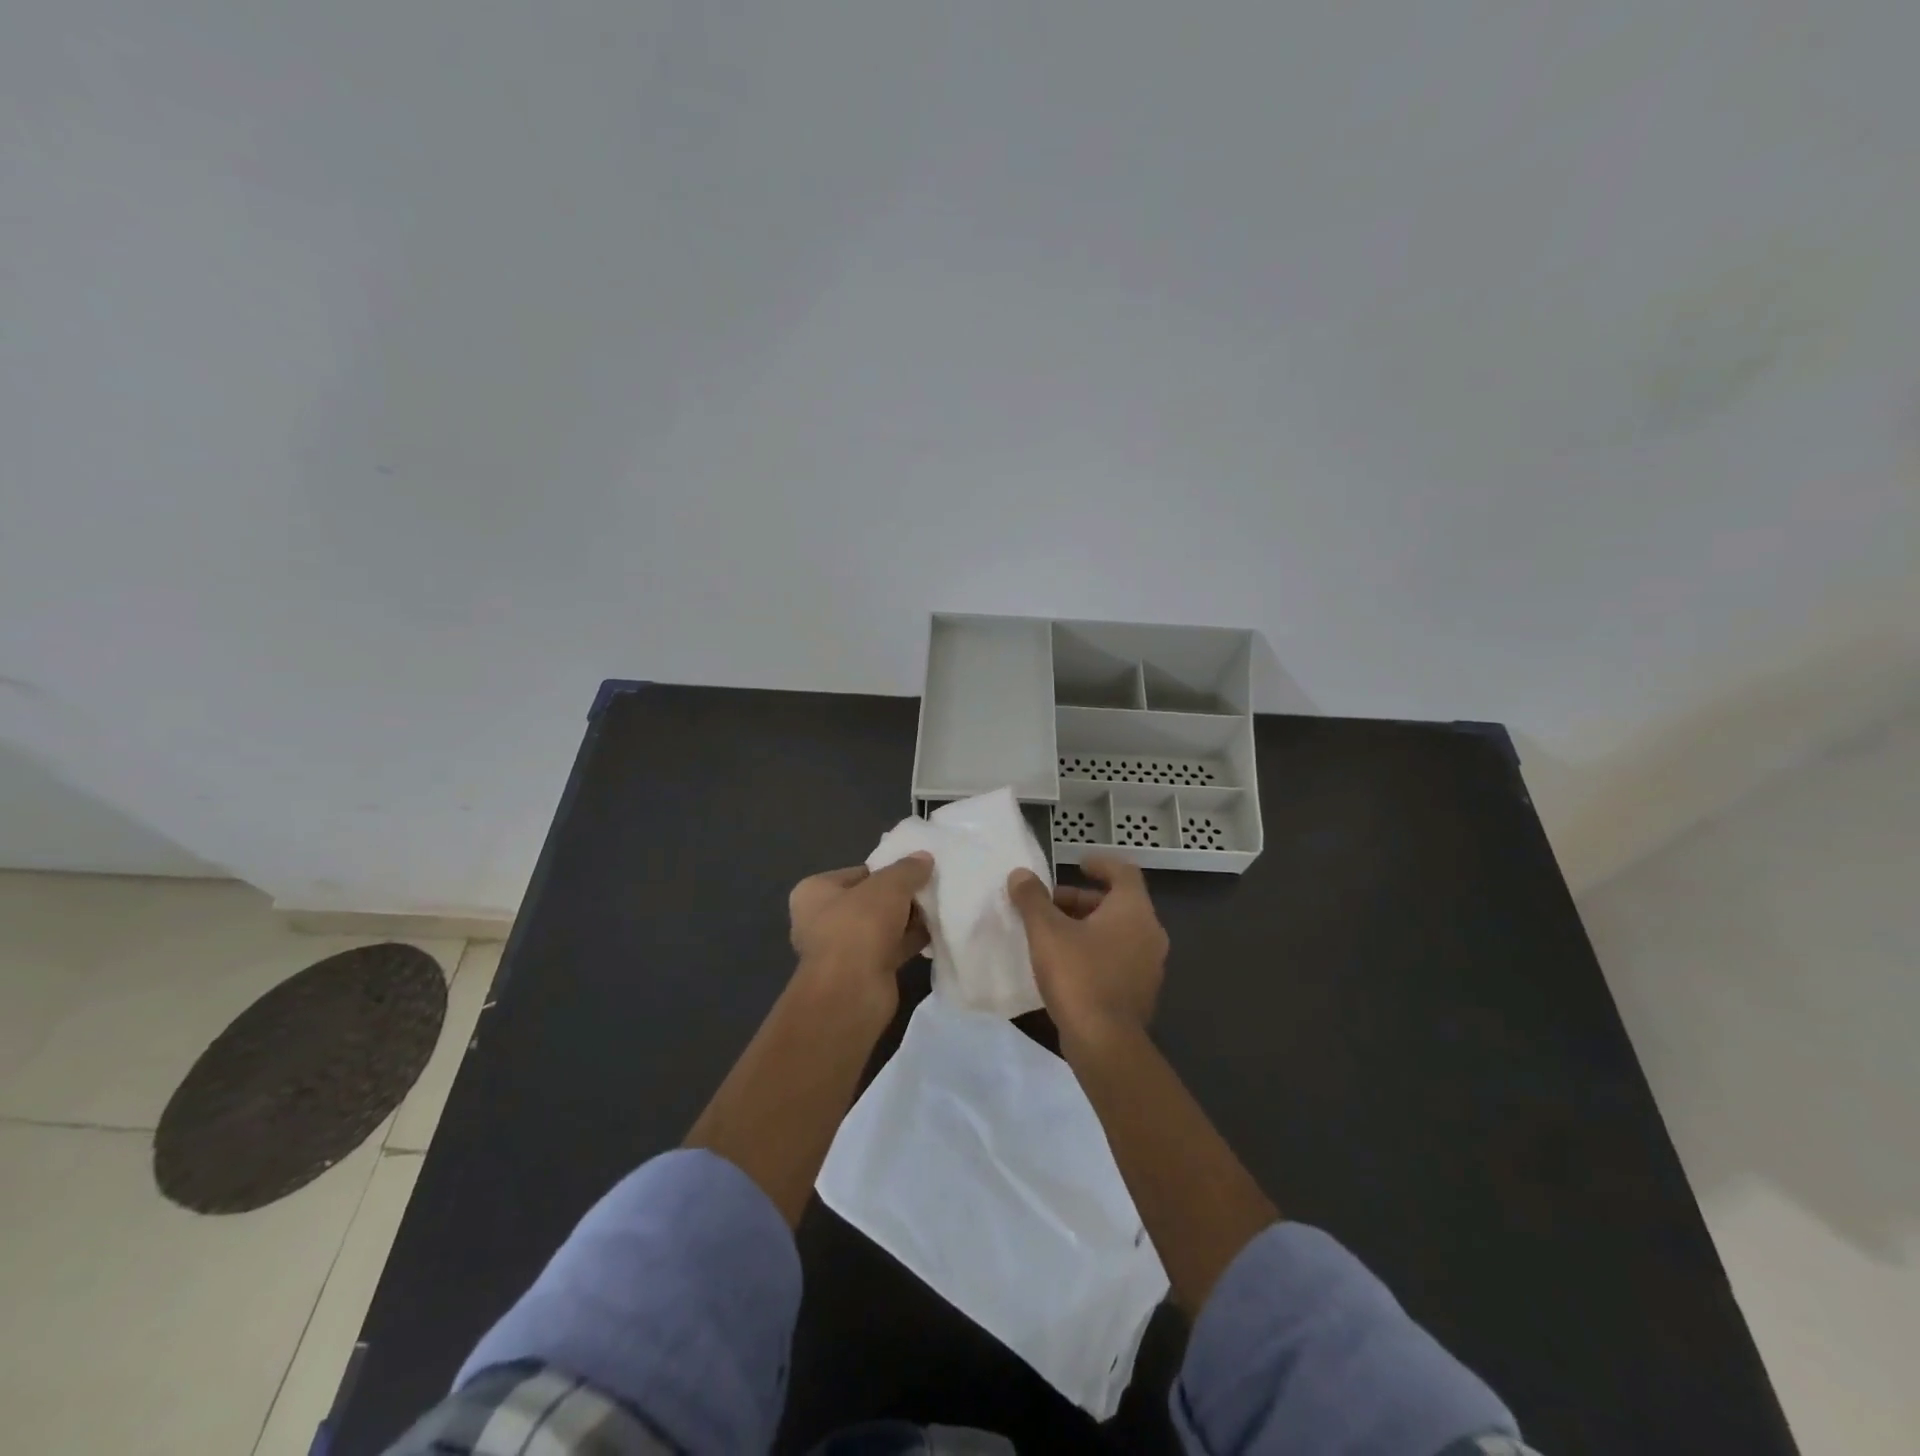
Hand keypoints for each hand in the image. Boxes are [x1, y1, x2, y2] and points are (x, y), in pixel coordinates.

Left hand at [788, 855, 932, 997]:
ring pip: (882, 926)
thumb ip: (907, 869)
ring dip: (907, 920)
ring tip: (939, 908)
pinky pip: (891, 948)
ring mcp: (841, 949)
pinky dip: (910, 941)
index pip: (858, 872)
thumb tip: (924, 857)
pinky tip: (935, 933)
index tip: (916, 871)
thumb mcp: (889, 886)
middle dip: (900, 897)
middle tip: (931, 889)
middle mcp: (822, 919)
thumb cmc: (860, 926)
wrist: (852, 992)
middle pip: (871, 900)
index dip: (887, 870)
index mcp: (814, 892)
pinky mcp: (861, 972)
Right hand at [1007, 855, 1168, 1050]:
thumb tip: (1021, 874)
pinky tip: (1068, 964)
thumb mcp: (1046, 931)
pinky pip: (1120, 958)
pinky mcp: (1141, 992)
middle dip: (1083, 899)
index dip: (1101, 864)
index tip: (1077, 865)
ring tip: (1053, 934)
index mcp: (1134, 909)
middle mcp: (1150, 932)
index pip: (1124, 871)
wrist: (1105, 1043)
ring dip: (1089, 926)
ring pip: (1119, 932)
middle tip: (1051, 904)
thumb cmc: (1078, 975)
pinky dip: (1097, 951)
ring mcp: (1150, 965)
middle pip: (1119, 903)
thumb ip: (1033, 899)